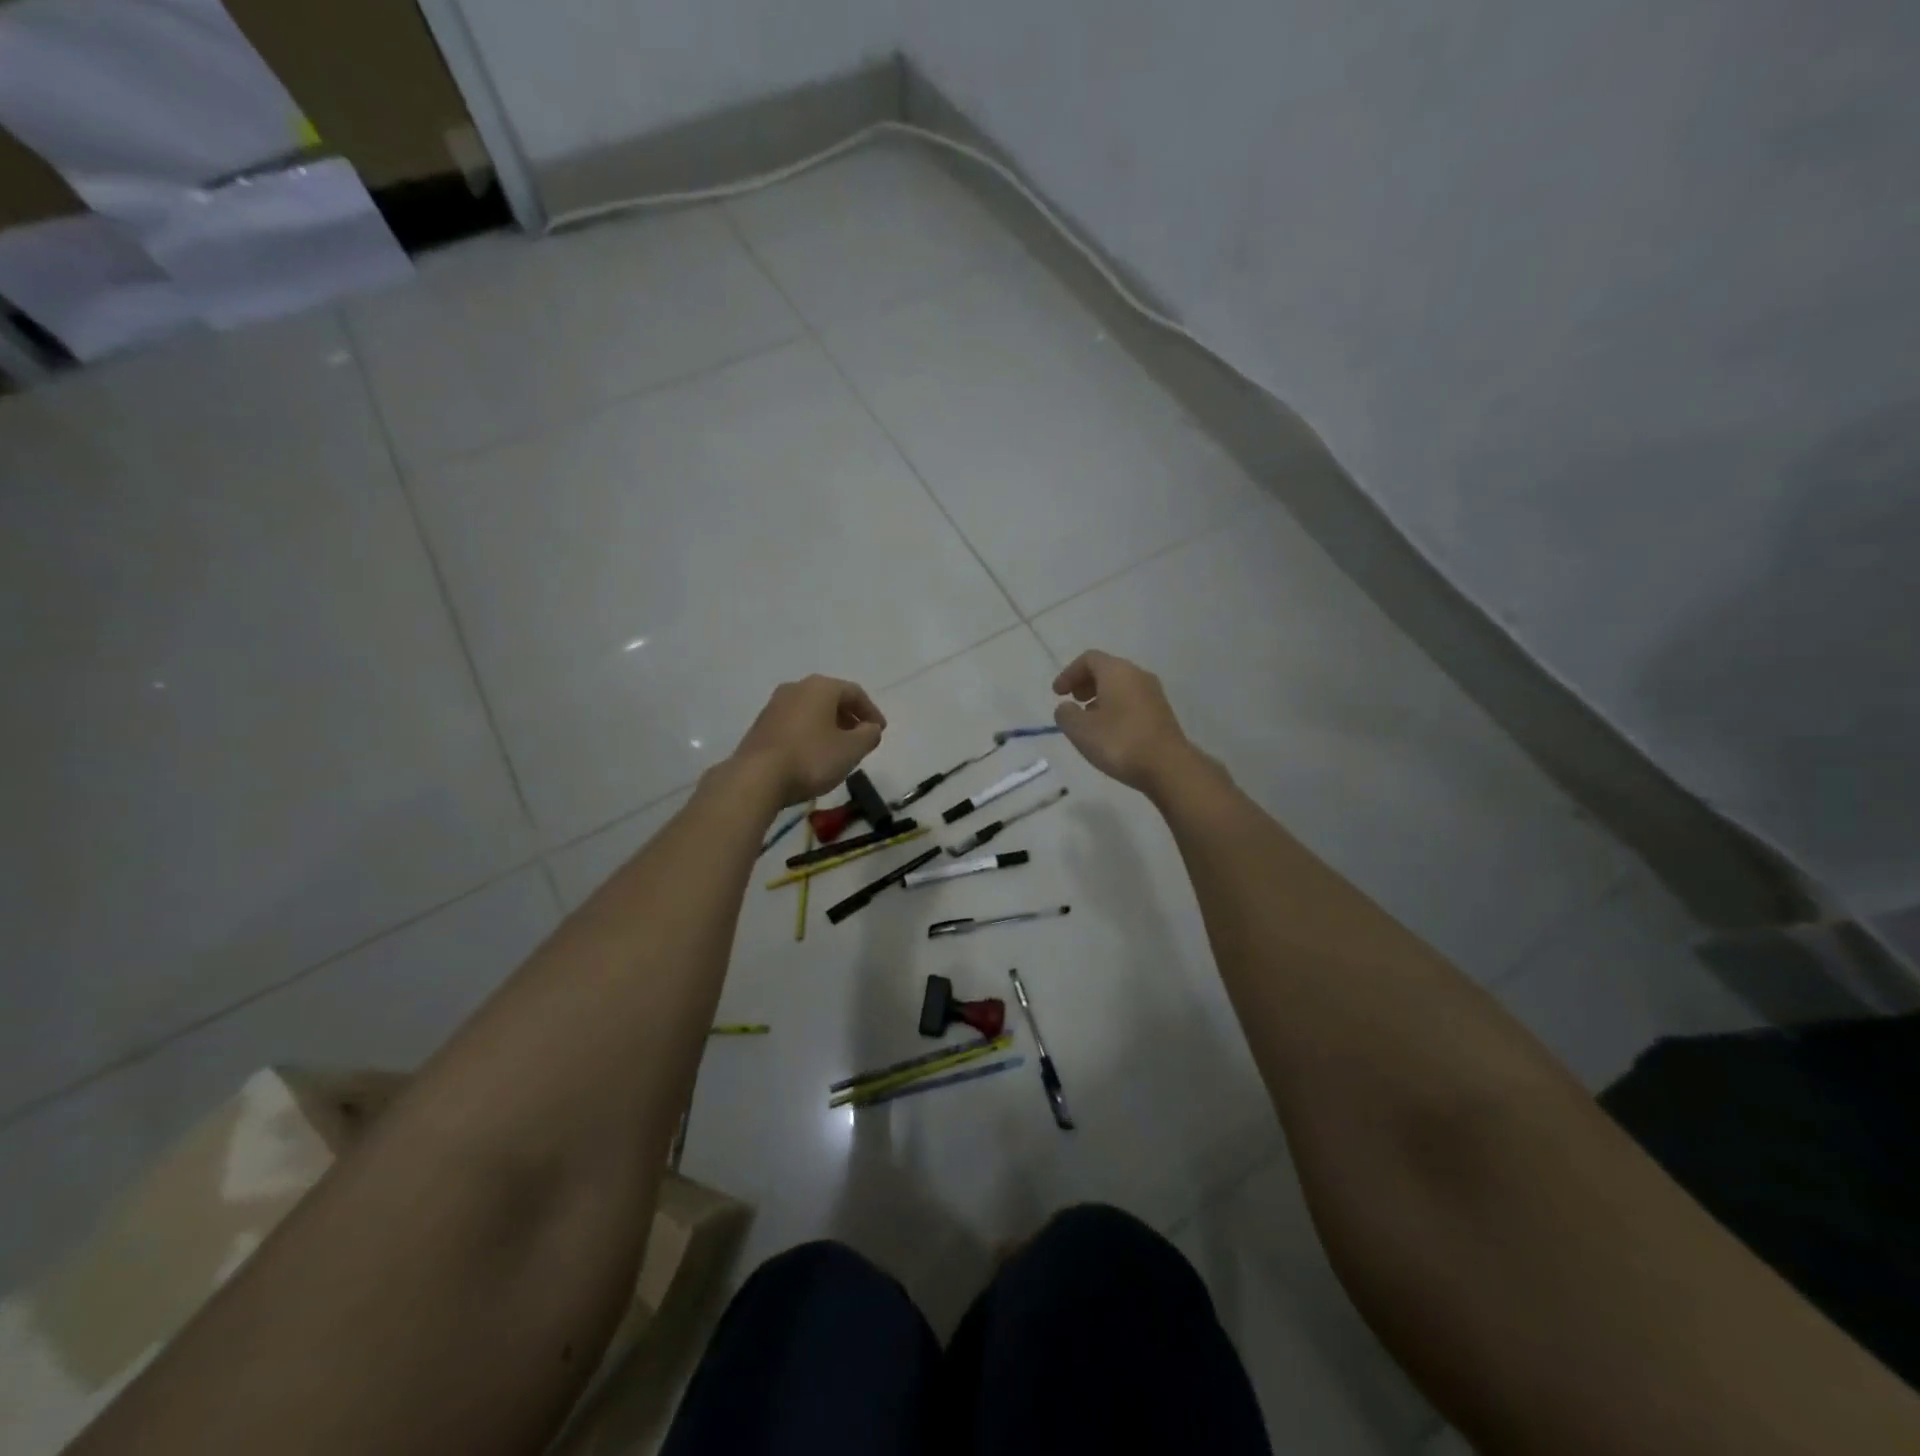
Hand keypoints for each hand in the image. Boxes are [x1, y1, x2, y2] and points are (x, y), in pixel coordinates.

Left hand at [729, 676, 886, 807]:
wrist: (756, 778)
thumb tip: (871, 728)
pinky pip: (795, 723)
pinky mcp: (761, 725)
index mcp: (820, 687)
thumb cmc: (811, 758)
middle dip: (849, 717)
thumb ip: (869, 735)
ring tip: (839, 749)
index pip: (855, 692)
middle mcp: (796, 688)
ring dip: (829, 726)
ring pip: (811, 710)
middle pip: (831, 698)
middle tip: (861, 738)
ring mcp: (774, 705)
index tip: (880, 731)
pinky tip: (813, 755)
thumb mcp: (851, 750)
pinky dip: (810, 733)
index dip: (871, 711)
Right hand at [1051, 650, 1197, 795]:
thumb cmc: (1119, 741)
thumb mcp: (1080, 730)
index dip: (1069, 673)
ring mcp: (1153, 694)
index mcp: (1117, 671)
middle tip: (1073, 702)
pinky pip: (1132, 701)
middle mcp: (1138, 675)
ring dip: (1101, 697)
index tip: (1057, 694)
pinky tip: (1109, 731)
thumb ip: (1066, 715)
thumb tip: (1066, 708)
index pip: (1089, 659)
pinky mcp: (1161, 713)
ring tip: (1088, 720)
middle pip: (1107, 670)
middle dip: (1085, 683)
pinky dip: (1116, 708)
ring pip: (1121, 686)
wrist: (1168, 766)